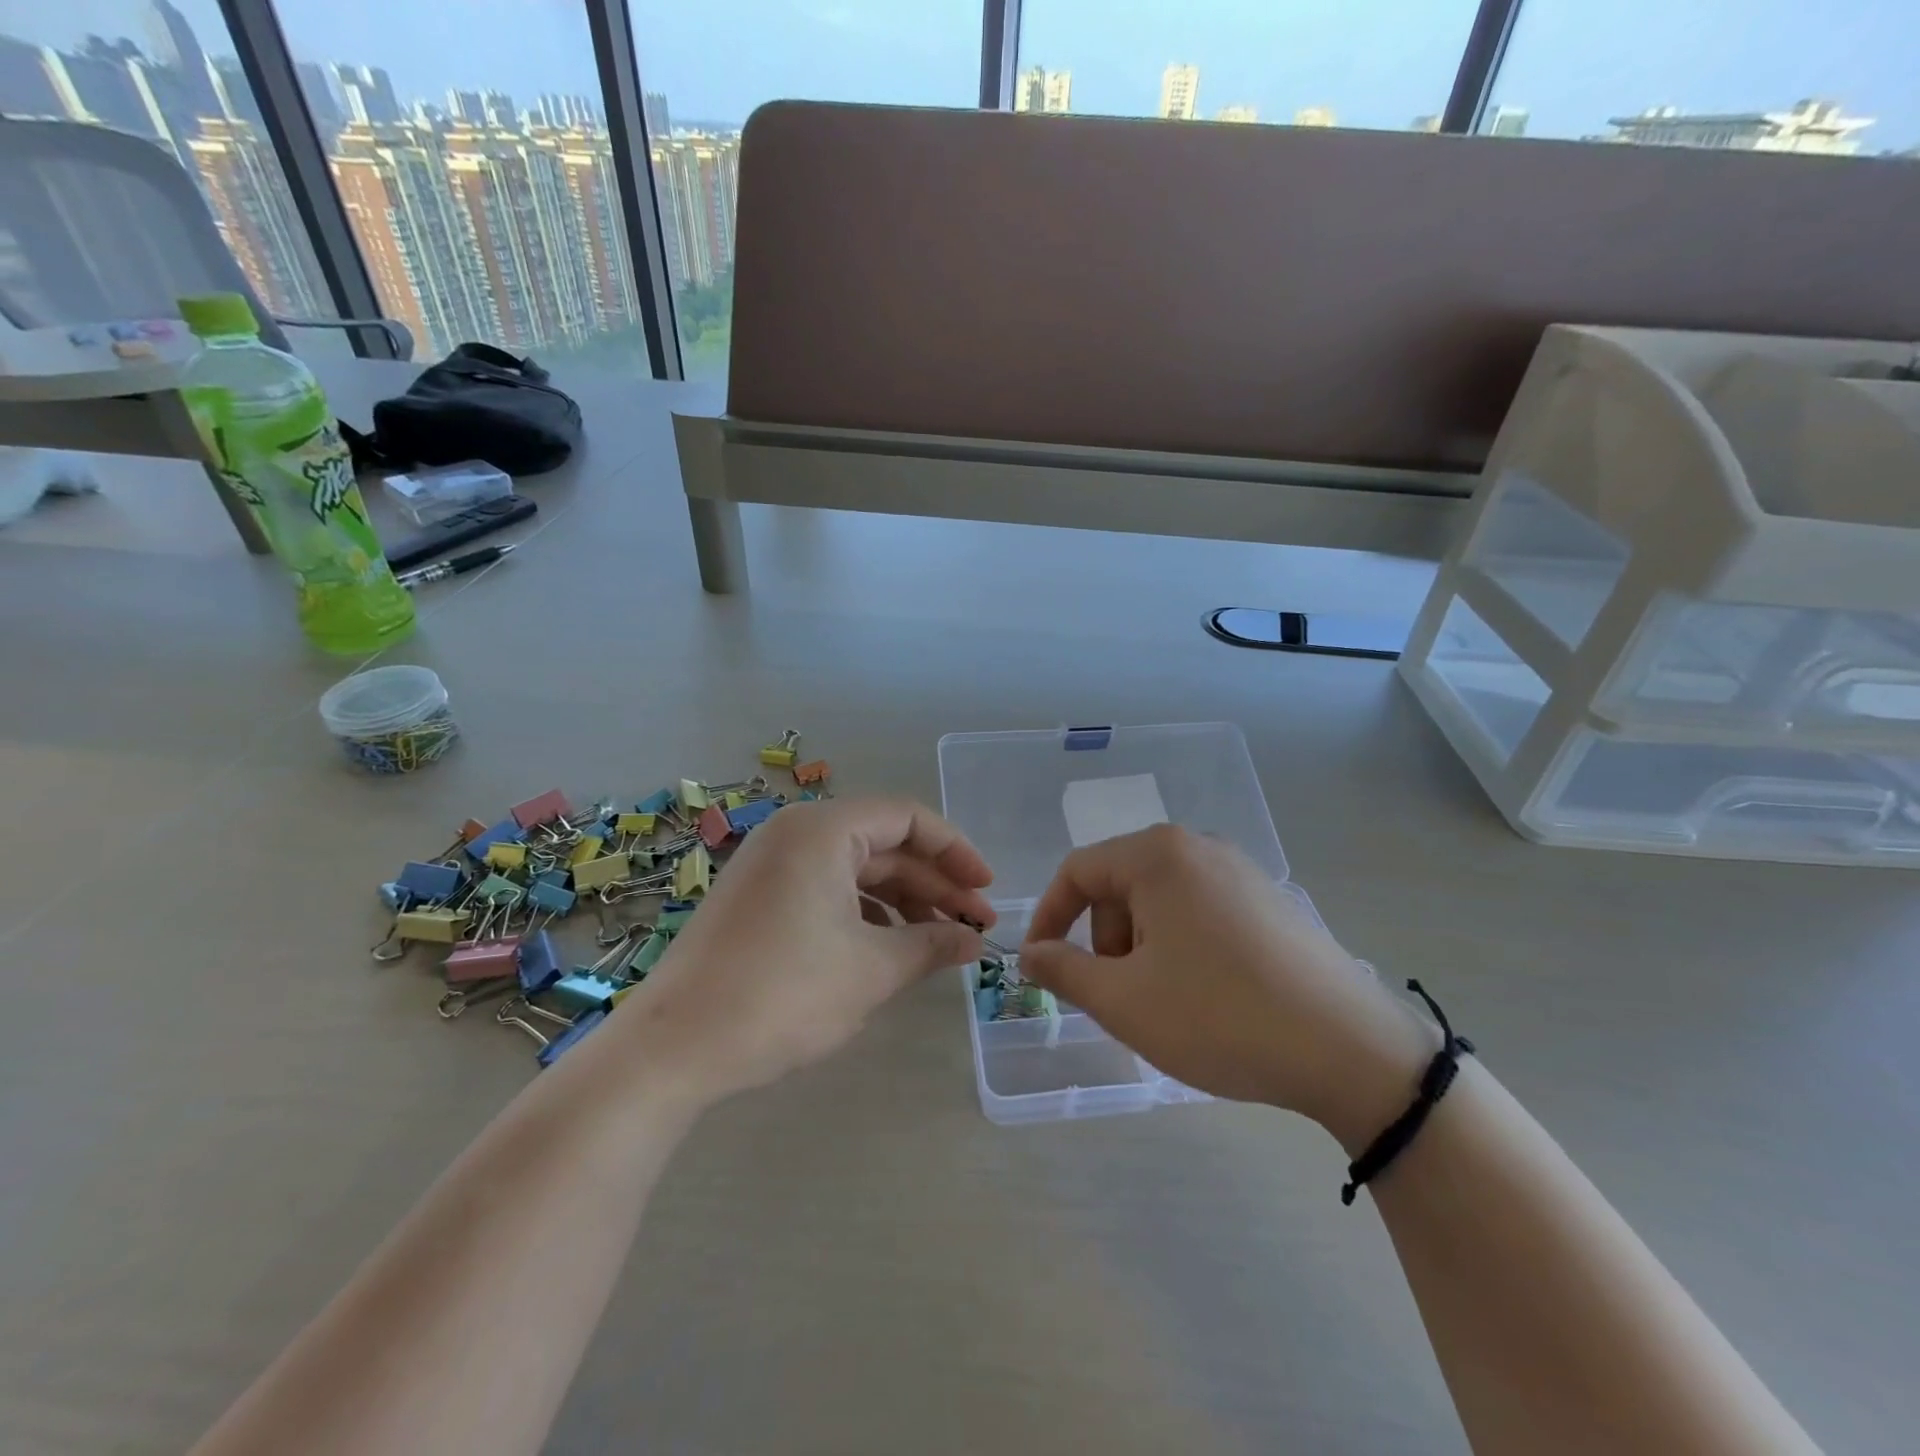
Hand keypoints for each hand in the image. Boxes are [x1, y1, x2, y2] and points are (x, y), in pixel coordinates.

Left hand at [619, 797, 995, 1106]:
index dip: (956, 851)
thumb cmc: (782, 994)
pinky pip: (827, 890)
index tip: (986, 890)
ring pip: (856, 870)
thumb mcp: (872, 970)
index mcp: (823, 830)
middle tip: (974, 927)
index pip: (907, 818)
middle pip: (884, 845)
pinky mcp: (759, 898)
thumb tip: (973, 942)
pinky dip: (865, 914)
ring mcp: (772, 865)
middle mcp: (796, 834)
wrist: (673, 1047)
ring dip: (903, 902)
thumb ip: (931, 945)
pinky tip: (890, 948)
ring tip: (940, 943)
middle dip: (934, 884)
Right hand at [1019, 825, 1432, 1144]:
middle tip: (1118, 997)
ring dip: (1142, 948)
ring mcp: (1241, 870)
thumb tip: (1030, 954)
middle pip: (1120, 885)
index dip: (1049, 918)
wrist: (1350, 1050)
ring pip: (1160, 902)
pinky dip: (1181, 947)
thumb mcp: (1123, 1000)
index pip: (1077, 871)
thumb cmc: (1218, 1016)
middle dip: (1104, 940)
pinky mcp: (1270, 900)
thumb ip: (1063, 970)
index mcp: (1156, 855)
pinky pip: (1201, 912)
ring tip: (1165, 1003)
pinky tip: (1207, 996)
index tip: (1042, 967)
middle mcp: (1198, 847)